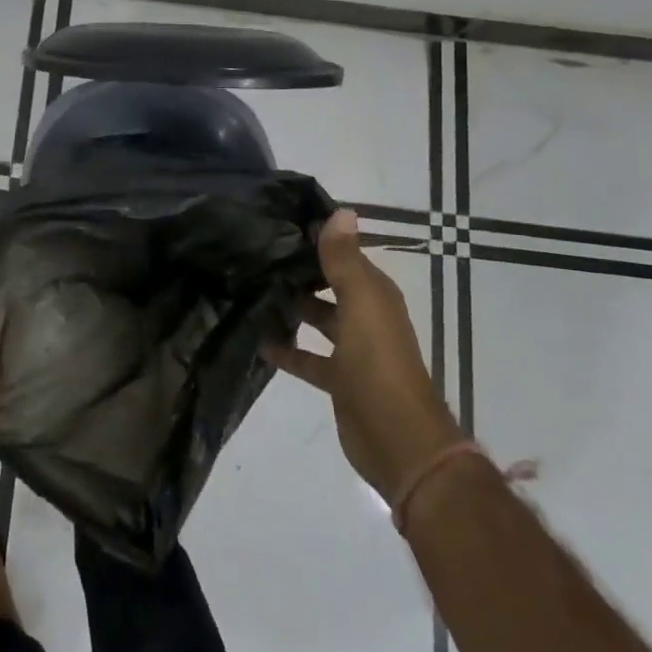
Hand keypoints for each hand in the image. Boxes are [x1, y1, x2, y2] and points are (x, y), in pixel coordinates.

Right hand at [263, 209, 460, 502]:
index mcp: (375, 294)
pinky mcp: (338, 380)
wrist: (399, 440)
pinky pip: (308, 356)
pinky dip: (288, 349)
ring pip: (317, 318)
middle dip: (299, 271)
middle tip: (256, 254)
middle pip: (328, 285)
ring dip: (292, 307)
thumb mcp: (361, 303)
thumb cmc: (378, 362)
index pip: (344, 254)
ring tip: (252, 290)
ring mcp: (352, 349)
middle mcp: (365, 316)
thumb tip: (342, 210)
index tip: (278, 221)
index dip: (317, 238)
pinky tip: (259, 340)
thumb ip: (345, 259)